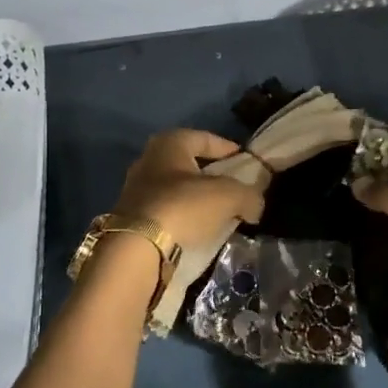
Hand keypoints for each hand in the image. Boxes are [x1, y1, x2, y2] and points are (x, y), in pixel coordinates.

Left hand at [113, 129, 264, 254]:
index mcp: (169, 143)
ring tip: (220, 215)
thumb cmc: (184, 207)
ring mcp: (136, 189)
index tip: (247, 163)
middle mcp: (148, 159)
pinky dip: (184, 218)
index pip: (206, 138)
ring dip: (198, 200)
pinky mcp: (132, 217)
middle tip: (235, 191)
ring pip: (177, 189)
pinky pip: (167, 211)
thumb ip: (249, 196)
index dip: (229, 149)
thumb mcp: (229, 196)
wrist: (137, 248)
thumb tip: (255, 206)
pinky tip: (198, 231)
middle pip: (190, 164)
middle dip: (213, 177)